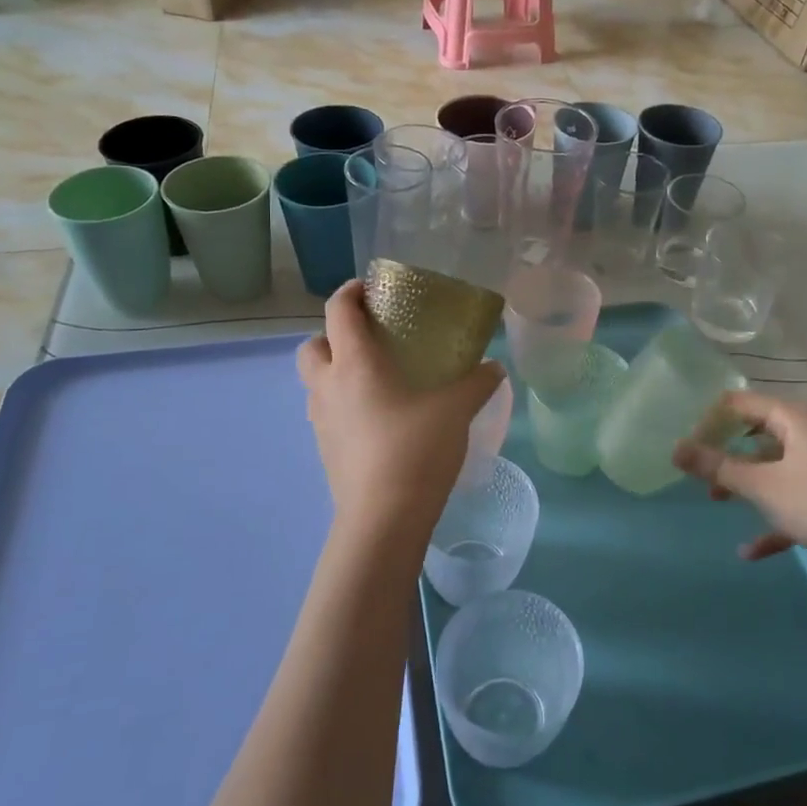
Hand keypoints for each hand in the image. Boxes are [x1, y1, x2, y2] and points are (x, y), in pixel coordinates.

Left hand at [297, 281, 506, 550]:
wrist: (384, 517)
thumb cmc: (415, 448)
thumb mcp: (456, 410)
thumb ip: (476, 383)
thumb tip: (494, 368)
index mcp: (354, 363)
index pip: (338, 311)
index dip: (349, 292)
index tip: (369, 288)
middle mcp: (329, 386)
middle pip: (312, 345)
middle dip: (332, 335)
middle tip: (369, 339)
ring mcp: (321, 421)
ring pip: (316, 382)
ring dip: (335, 370)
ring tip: (376, 379)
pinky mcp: (325, 449)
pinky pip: (327, 412)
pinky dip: (343, 403)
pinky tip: (378, 418)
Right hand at [672, 390, 806, 573]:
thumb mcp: (762, 486)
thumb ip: (717, 467)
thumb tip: (674, 449)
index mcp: (794, 417)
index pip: (739, 403)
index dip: (709, 422)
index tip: (689, 448)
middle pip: (756, 432)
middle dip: (725, 454)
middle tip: (700, 474)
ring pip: (774, 463)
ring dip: (745, 482)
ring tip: (718, 503)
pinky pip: (794, 493)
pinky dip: (773, 513)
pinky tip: (750, 551)